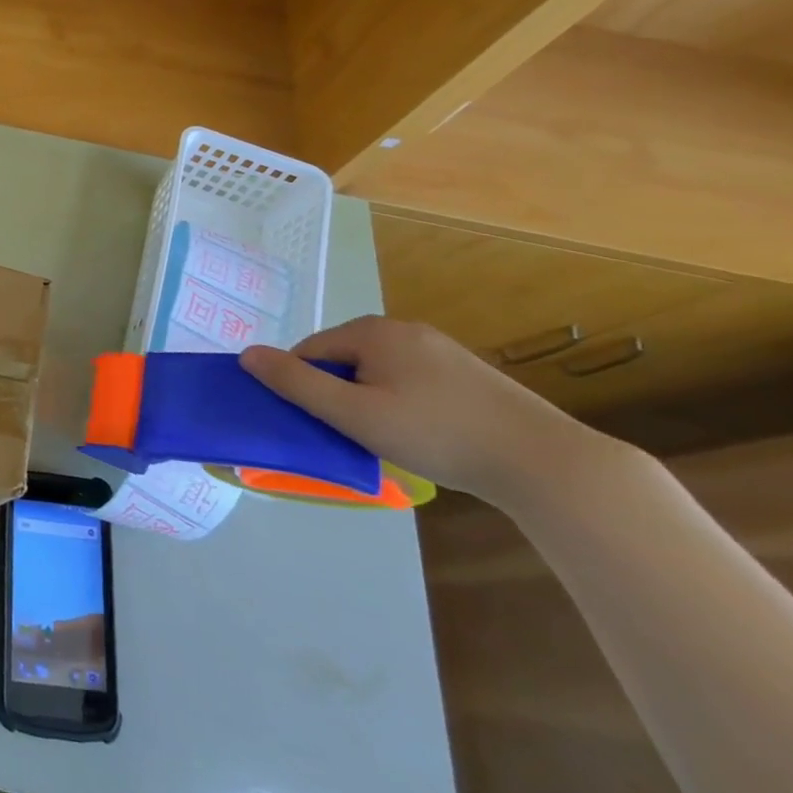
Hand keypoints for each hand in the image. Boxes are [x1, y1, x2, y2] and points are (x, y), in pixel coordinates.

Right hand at [239, 316, 613, 508]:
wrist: (545, 463)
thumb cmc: (437, 434)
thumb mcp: (354, 414)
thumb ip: (296, 384)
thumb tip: (247, 354)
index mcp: (372, 331)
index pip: (310, 352)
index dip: (304, 387)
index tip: (320, 424)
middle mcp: (403, 329)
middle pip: (343, 360)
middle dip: (338, 394)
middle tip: (354, 435)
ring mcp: (439, 349)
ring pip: (377, 373)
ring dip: (369, 401)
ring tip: (389, 440)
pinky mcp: (467, 373)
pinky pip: (410, 381)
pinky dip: (402, 404)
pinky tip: (423, 434)